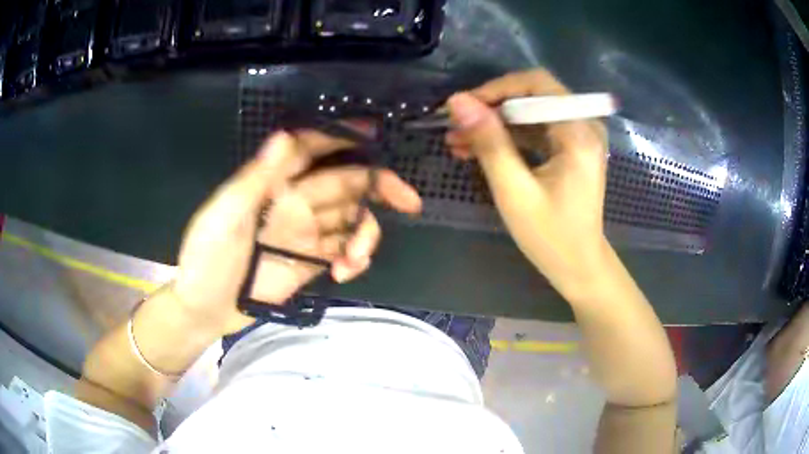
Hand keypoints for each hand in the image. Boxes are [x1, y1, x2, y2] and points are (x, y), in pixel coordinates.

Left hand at [172, 130, 421, 336]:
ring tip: (354, 260)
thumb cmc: (207, 259)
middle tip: (409, 201)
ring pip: (350, 220)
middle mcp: (294, 202)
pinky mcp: (310, 262)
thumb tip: (284, 135)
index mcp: (272, 185)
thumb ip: (256, 178)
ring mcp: (305, 233)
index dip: (343, 138)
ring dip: (364, 236)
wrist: (206, 309)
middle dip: (379, 186)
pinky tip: (345, 272)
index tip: (376, 135)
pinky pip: (343, 252)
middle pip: (345, 183)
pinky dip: (353, 259)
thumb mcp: (224, 216)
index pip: (312, 150)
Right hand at [445, 69, 608, 300]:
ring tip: (458, 141)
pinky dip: (508, 137)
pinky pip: (535, 129)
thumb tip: (458, 101)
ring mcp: (579, 136)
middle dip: (492, 108)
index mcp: (579, 132)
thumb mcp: (515, 191)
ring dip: (495, 123)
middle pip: (533, 95)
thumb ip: (489, 142)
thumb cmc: (551, 237)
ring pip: (530, 112)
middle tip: (456, 125)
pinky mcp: (571, 147)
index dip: (496, 88)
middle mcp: (584, 125)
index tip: (462, 107)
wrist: (579, 266)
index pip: (537, 84)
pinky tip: (477, 150)